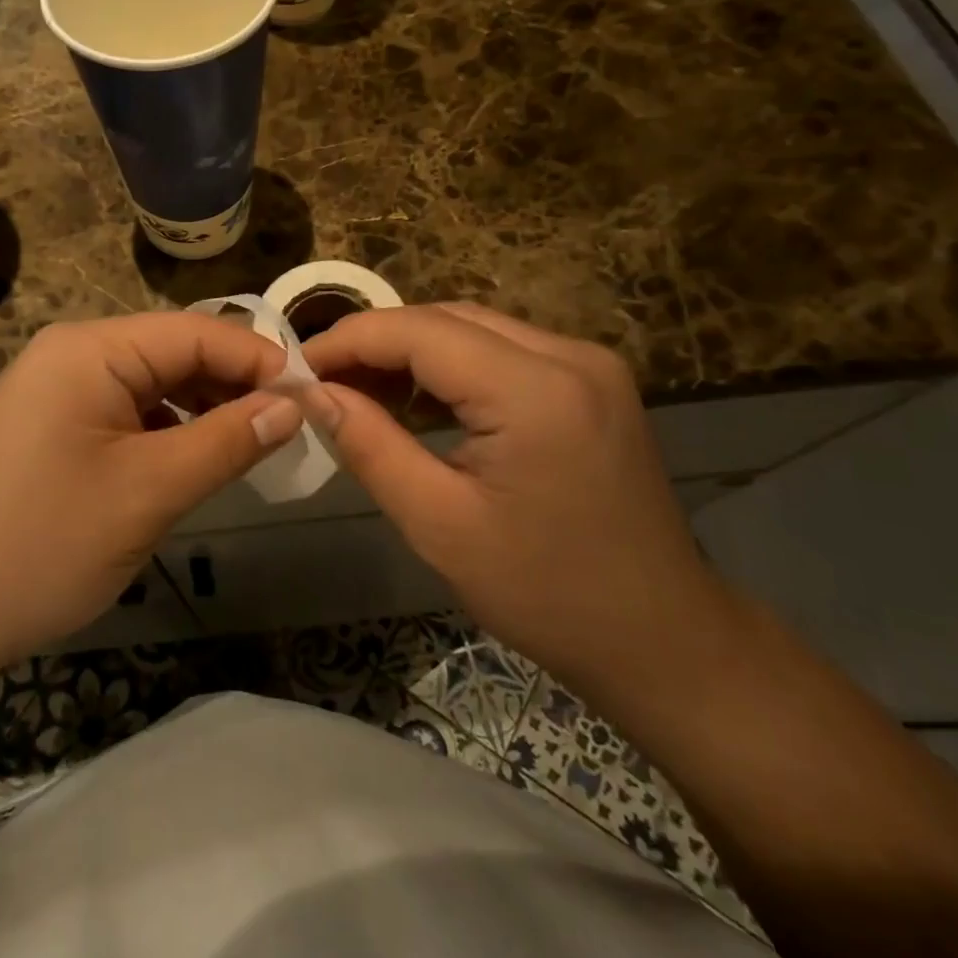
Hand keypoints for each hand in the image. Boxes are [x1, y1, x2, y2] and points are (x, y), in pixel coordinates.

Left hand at [0, 312, 302, 672]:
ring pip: (154, 384)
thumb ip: (227, 441)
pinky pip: (128, 411)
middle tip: (291, 426)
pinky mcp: (54, 425)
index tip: (313, 396)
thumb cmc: (44, 544)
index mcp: (91, 349)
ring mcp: (58, 388)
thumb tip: (293, 406)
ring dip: (204, 409)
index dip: (259, 360)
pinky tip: (196, 459)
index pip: (196, 332)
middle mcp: (73, 353)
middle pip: (174, 352)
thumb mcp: (150, 491)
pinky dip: (169, 430)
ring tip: (252, 444)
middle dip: (233, 385)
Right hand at [303, 302, 723, 685]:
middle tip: (322, 382)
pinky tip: (416, 400)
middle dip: (376, 342)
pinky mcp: (591, 379)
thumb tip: (311, 393)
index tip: (296, 368)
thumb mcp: (439, 524)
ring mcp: (587, 362)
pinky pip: (502, 351)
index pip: (419, 331)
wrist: (662, 638)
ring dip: (411, 352)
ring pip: (472, 328)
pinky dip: (451, 366)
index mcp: (536, 391)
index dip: (349, 340)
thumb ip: (369, 445)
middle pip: (446, 319)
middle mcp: (569, 355)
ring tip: (358, 390)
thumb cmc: (546, 594)